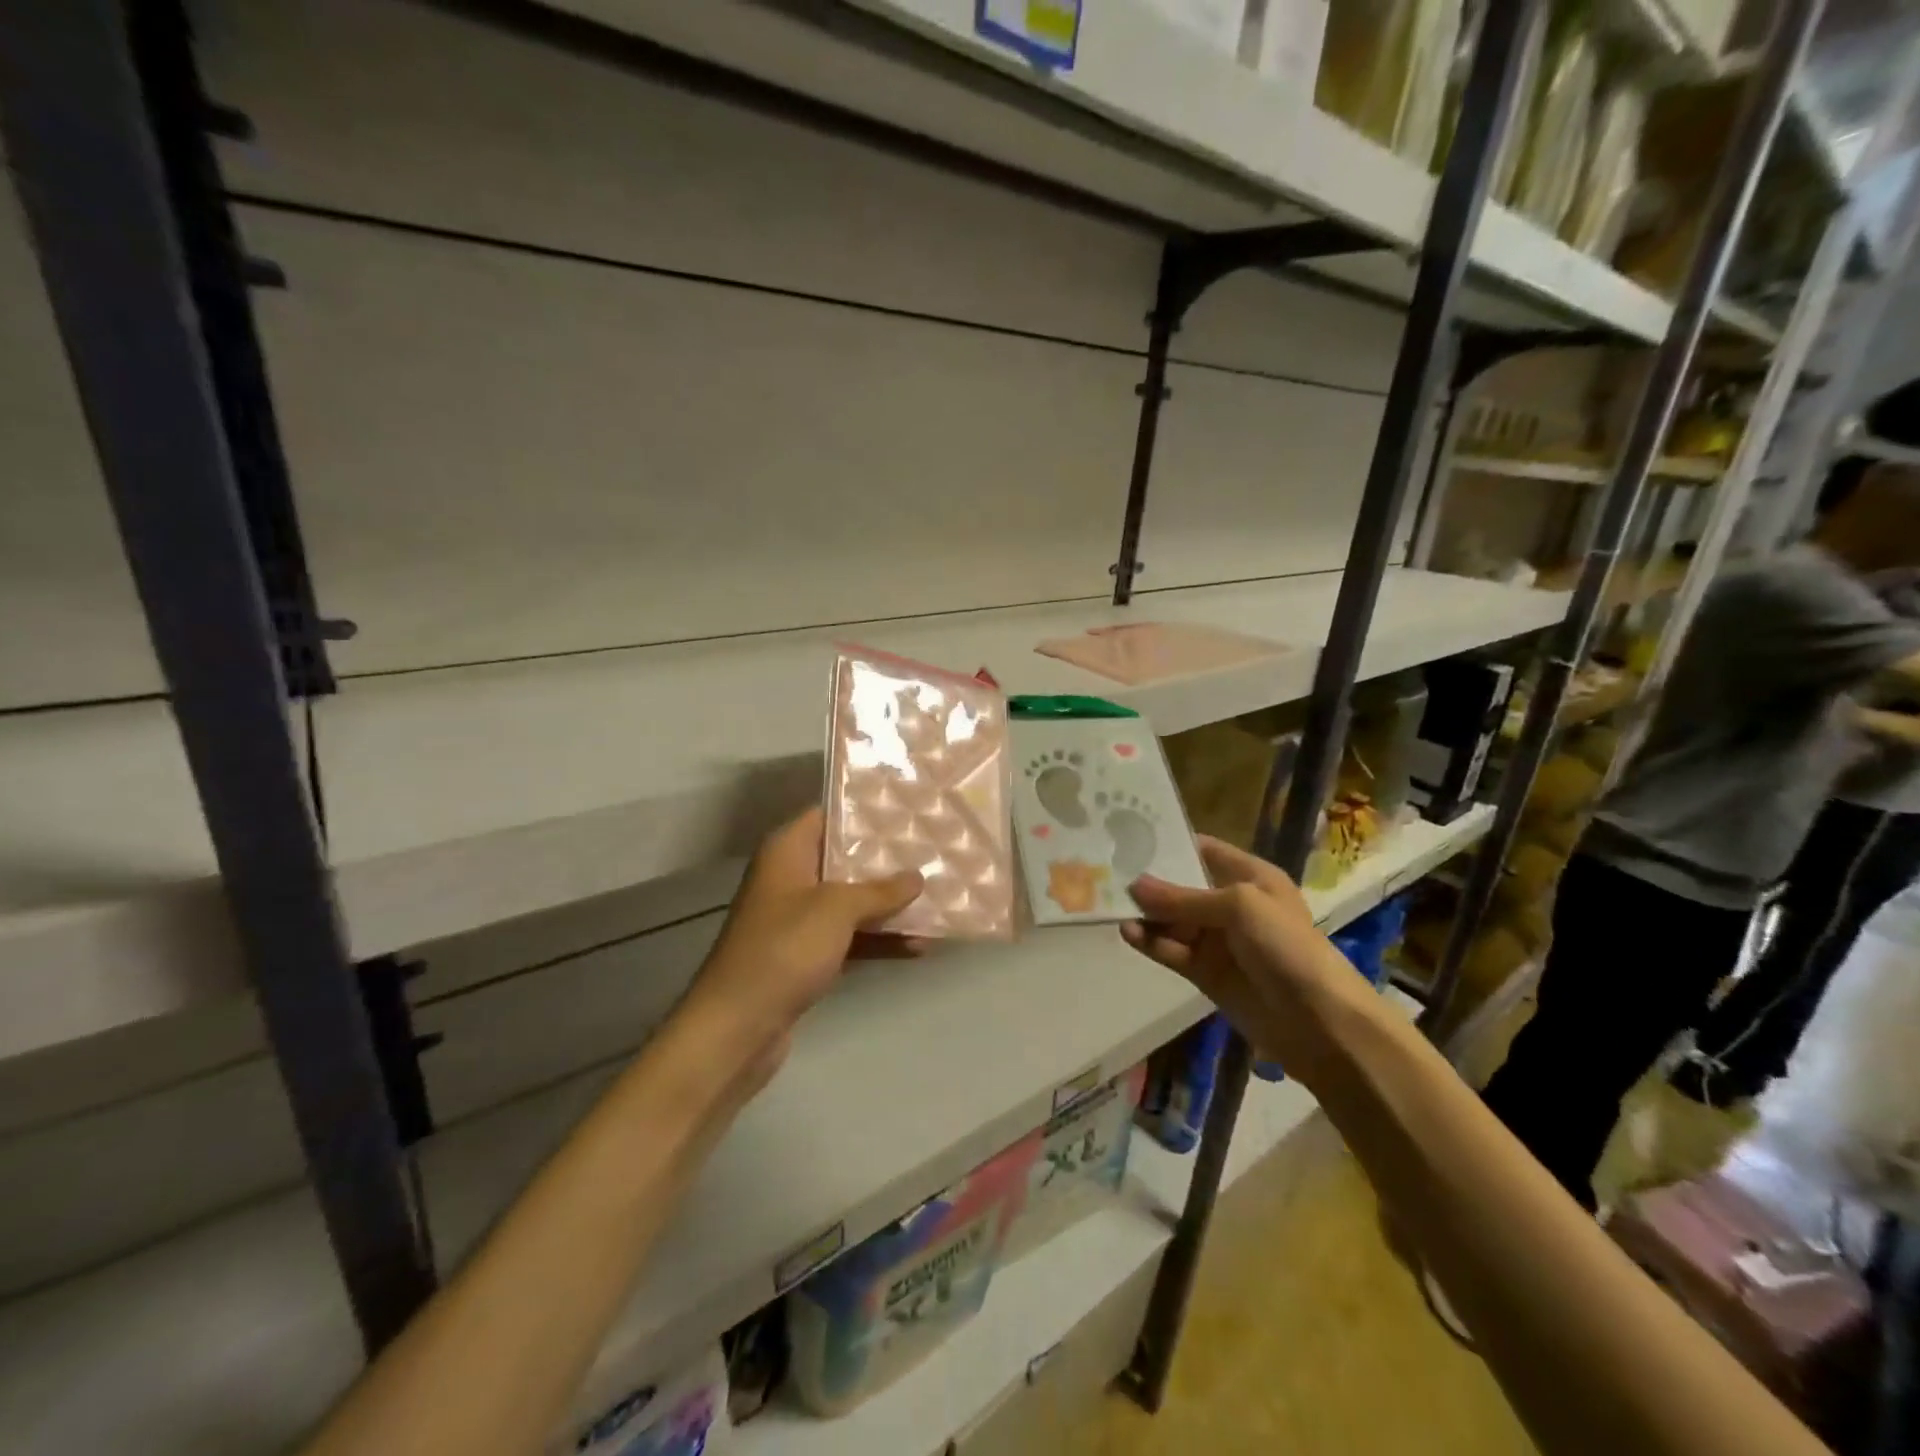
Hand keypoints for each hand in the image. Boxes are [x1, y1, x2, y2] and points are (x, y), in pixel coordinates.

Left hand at [679, 809, 924, 1083]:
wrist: (737, 1026)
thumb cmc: (784, 949)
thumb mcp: (836, 909)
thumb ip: (879, 890)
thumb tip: (916, 877)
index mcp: (787, 851)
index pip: (829, 814)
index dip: (865, 811)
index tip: (907, 810)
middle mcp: (791, 877)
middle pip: (845, 858)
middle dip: (887, 859)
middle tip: (933, 851)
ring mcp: (799, 919)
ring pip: (852, 900)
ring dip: (890, 904)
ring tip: (939, 897)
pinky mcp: (807, 954)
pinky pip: (850, 936)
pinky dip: (879, 939)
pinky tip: (920, 946)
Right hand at [1122, 837, 1367, 1080]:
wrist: (1320, 1022)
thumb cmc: (1286, 947)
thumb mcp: (1238, 907)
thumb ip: (1183, 897)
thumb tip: (1134, 885)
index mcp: (1250, 877)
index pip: (1202, 850)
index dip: (1169, 843)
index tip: (1128, 836)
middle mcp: (1231, 904)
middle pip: (1181, 886)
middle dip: (1148, 881)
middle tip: (1105, 871)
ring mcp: (1217, 940)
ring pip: (1172, 920)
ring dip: (1146, 914)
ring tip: (1112, 905)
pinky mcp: (1205, 973)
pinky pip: (1171, 950)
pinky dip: (1151, 942)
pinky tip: (1128, 933)